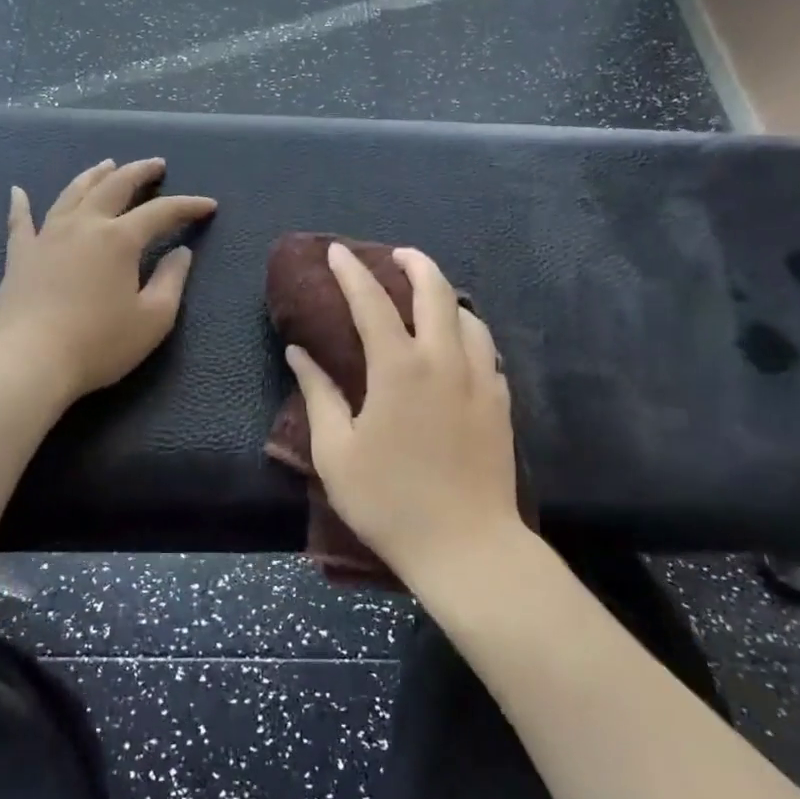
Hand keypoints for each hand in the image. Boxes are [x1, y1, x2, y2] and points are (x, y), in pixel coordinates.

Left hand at [0, 157, 215, 401]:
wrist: (31, 361)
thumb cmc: (100, 343)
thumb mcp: (153, 318)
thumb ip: (171, 281)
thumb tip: (182, 253)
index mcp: (120, 239)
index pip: (161, 212)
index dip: (187, 206)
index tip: (208, 205)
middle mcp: (84, 225)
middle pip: (114, 186)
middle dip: (139, 172)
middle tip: (156, 164)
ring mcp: (47, 236)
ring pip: (73, 193)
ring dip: (93, 175)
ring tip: (107, 165)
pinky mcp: (20, 255)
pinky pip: (20, 221)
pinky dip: (21, 204)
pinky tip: (18, 191)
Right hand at [285, 244, 519, 587]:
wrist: (467, 547)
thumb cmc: (390, 501)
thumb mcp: (336, 452)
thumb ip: (319, 394)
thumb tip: (299, 353)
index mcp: (399, 368)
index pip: (371, 302)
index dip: (351, 272)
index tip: (337, 251)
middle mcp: (444, 361)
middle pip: (435, 292)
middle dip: (415, 263)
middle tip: (396, 255)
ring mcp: (479, 380)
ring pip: (469, 317)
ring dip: (446, 296)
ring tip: (428, 297)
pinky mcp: (500, 403)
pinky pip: (486, 349)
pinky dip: (468, 332)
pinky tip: (458, 346)